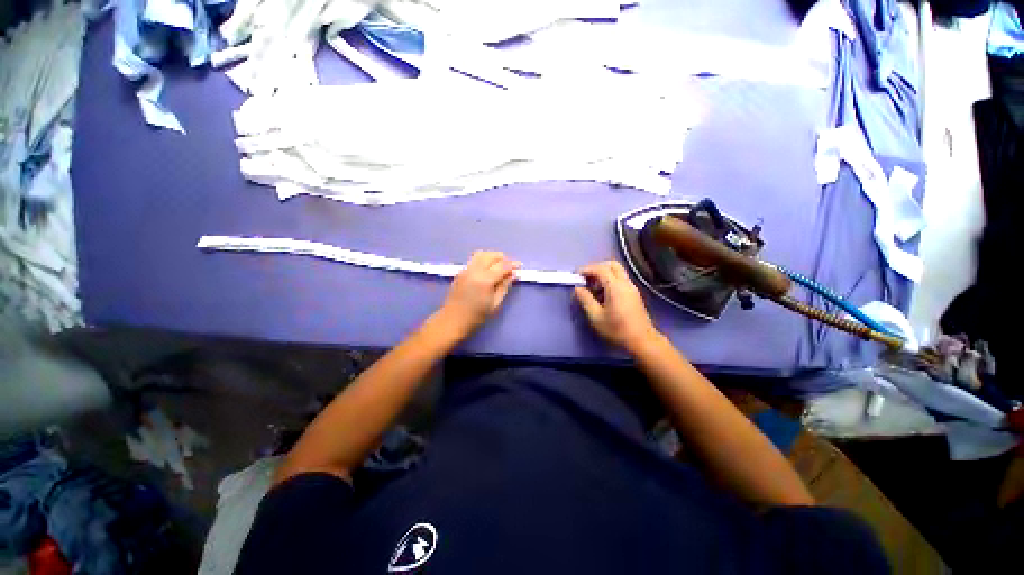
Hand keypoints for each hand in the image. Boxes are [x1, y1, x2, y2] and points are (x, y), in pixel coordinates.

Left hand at [437, 251, 519, 336]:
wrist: (453, 320)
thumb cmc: (477, 316)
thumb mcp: (495, 303)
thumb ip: (504, 286)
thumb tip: (514, 274)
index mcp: (485, 279)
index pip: (502, 265)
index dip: (512, 264)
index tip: (520, 266)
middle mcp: (475, 270)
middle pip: (491, 255)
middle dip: (503, 258)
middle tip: (509, 267)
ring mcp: (466, 269)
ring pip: (481, 254)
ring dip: (492, 256)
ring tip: (498, 266)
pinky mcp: (461, 271)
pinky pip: (474, 259)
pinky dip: (484, 260)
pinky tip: (487, 270)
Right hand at [574, 261, 660, 352]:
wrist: (642, 341)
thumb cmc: (616, 329)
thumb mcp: (596, 316)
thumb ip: (585, 299)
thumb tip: (578, 288)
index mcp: (615, 287)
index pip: (600, 269)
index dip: (587, 269)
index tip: (576, 276)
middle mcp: (625, 283)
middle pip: (611, 265)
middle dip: (597, 268)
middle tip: (586, 278)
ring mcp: (632, 288)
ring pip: (617, 271)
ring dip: (603, 274)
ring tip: (592, 288)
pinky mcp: (634, 294)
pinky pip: (620, 279)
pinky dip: (610, 280)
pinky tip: (602, 295)